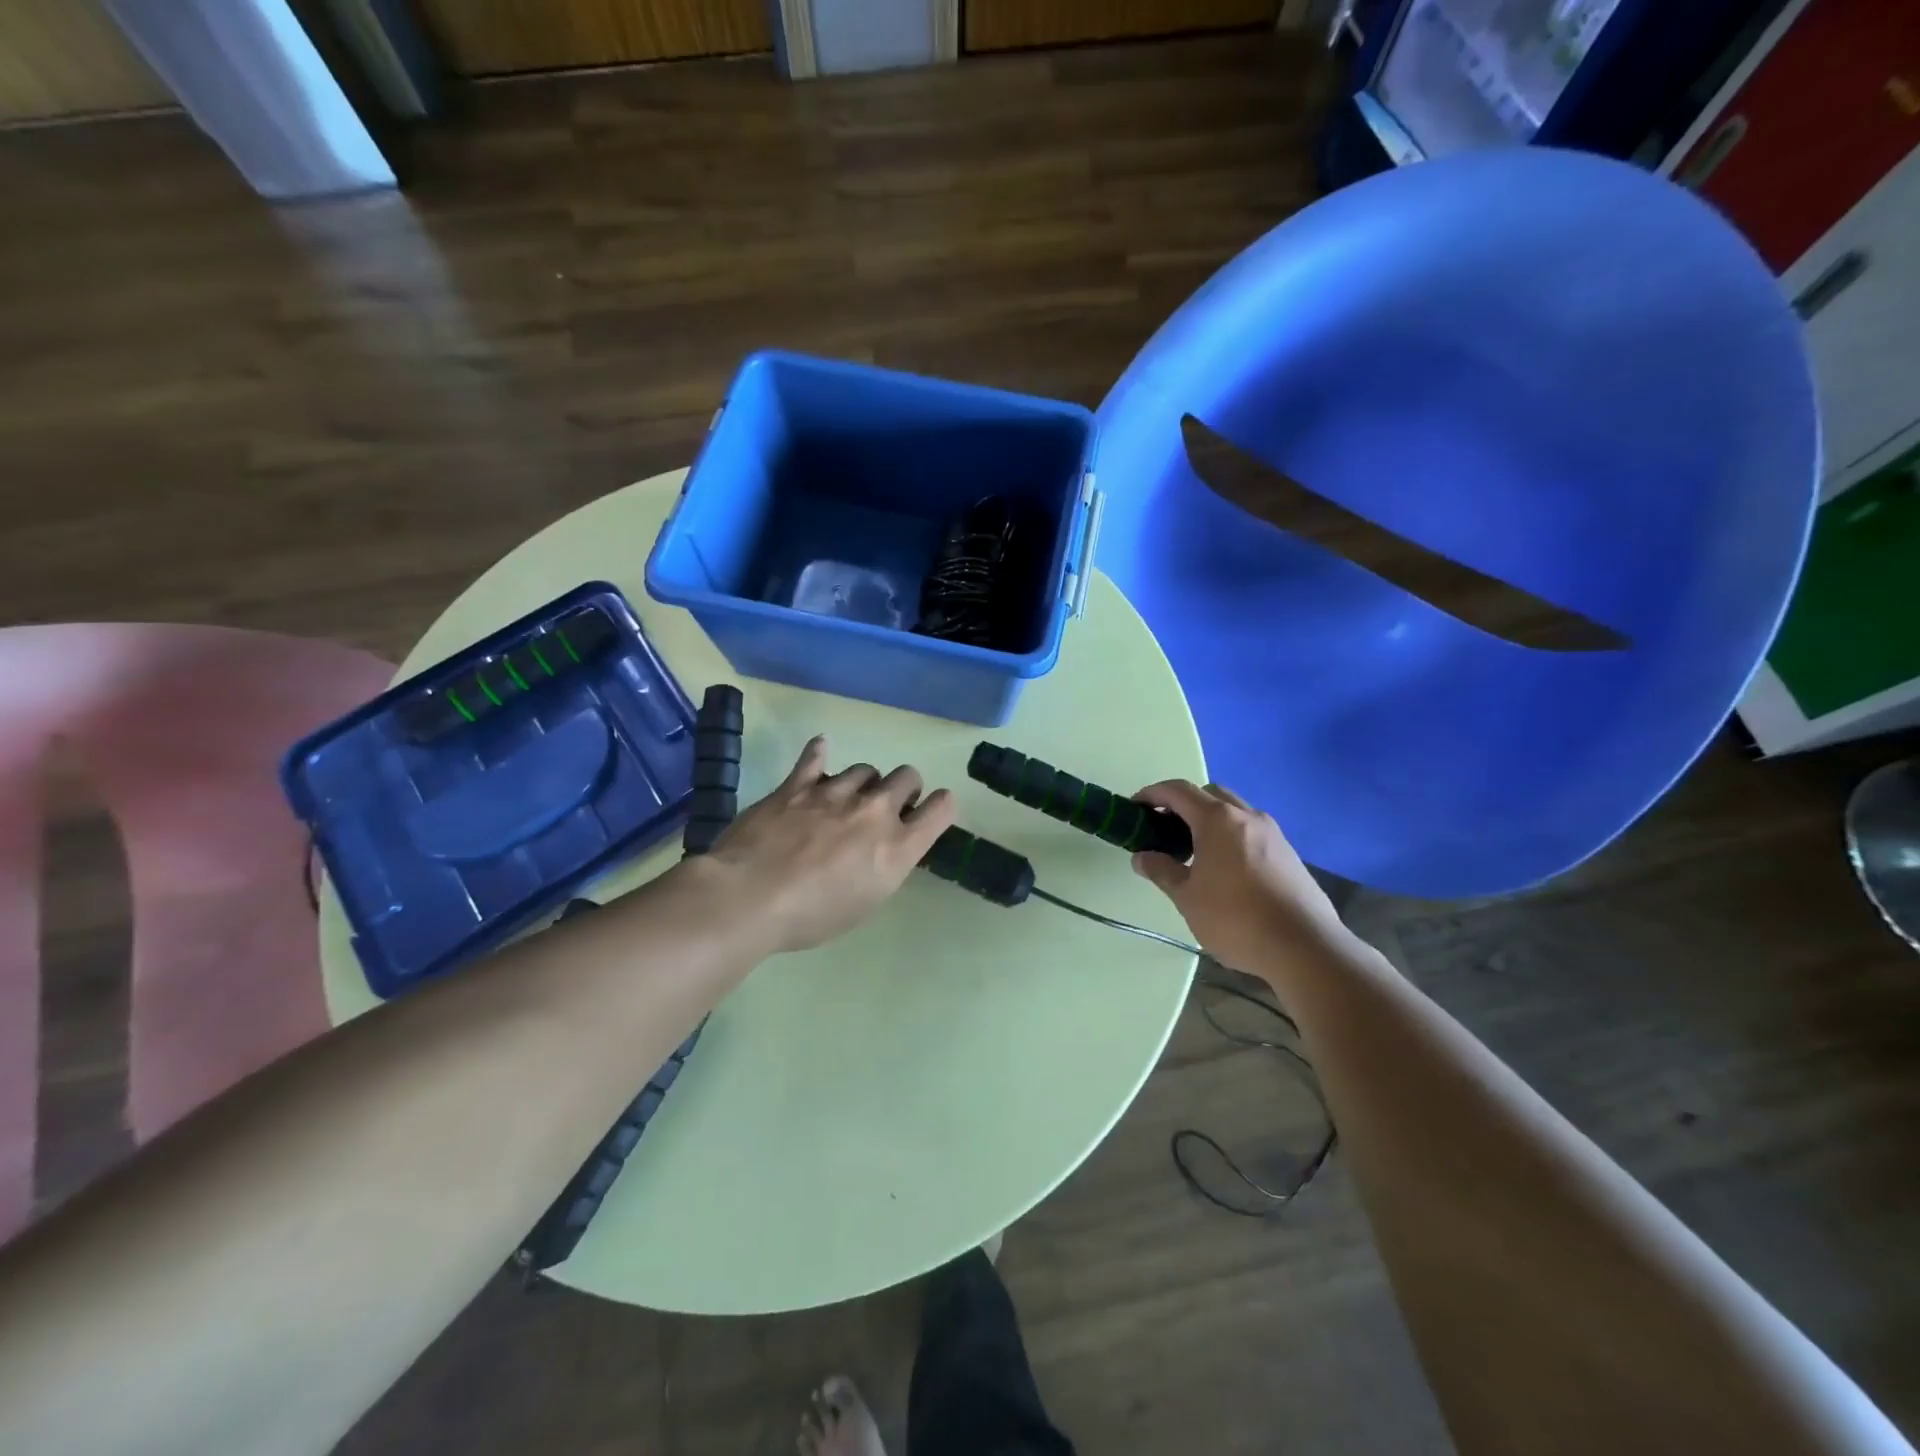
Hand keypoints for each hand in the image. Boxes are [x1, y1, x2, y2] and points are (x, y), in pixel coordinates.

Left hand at [701, 736, 956, 953]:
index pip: (940, 809)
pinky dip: (820, 752)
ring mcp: (835, 793)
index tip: (931, 810)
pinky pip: (815, 757)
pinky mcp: (797, 785)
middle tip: (887, 807)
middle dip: (904, 788)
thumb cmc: (810, 917)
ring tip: (847, 797)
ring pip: (865, 769)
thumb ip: (883, 868)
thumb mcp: (864, 904)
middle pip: (907, 777)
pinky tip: (821, 748)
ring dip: (863, 782)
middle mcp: (874, 812)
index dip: (940, 805)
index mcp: (897, 847)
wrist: (750, 897)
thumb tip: (883, 849)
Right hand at [1130, 780, 1348, 975]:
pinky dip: (1230, 836)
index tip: (1135, 808)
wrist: (1305, 947)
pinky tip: (1225, 869)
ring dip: (1209, 820)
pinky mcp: (1288, 853)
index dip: (1152, 794)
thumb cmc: (1236, 918)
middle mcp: (1247, 816)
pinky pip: (1251, 831)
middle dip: (1183, 804)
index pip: (1178, 790)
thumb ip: (1161, 871)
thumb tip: (1142, 857)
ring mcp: (1273, 833)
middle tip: (1164, 830)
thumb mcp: (1187, 897)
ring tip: (1193, 851)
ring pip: (1234, 811)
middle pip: (1209, 794)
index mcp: (1218, 820)